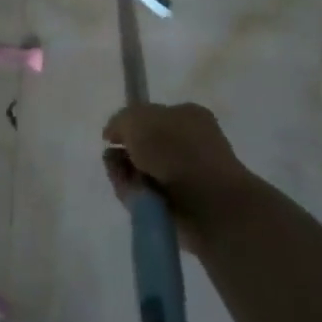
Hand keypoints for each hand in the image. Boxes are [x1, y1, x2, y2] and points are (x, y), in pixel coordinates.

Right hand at [102, 102, 252, 249]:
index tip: (112, 137)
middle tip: (114, 160)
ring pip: (141, 172)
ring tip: (127, 181)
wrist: (209, 204)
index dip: (129, 125)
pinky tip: (135, 196)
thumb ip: (120, 121)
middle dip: (124, 154)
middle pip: (142, 146)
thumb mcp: (137, 119)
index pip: (151, 116)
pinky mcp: (181, 206)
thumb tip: (113, 135)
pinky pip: (146, 197)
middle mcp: (189, 143)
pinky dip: (135, 196)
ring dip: (126, 175)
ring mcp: (186, 176)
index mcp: (187, 116)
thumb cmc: (176, 151)